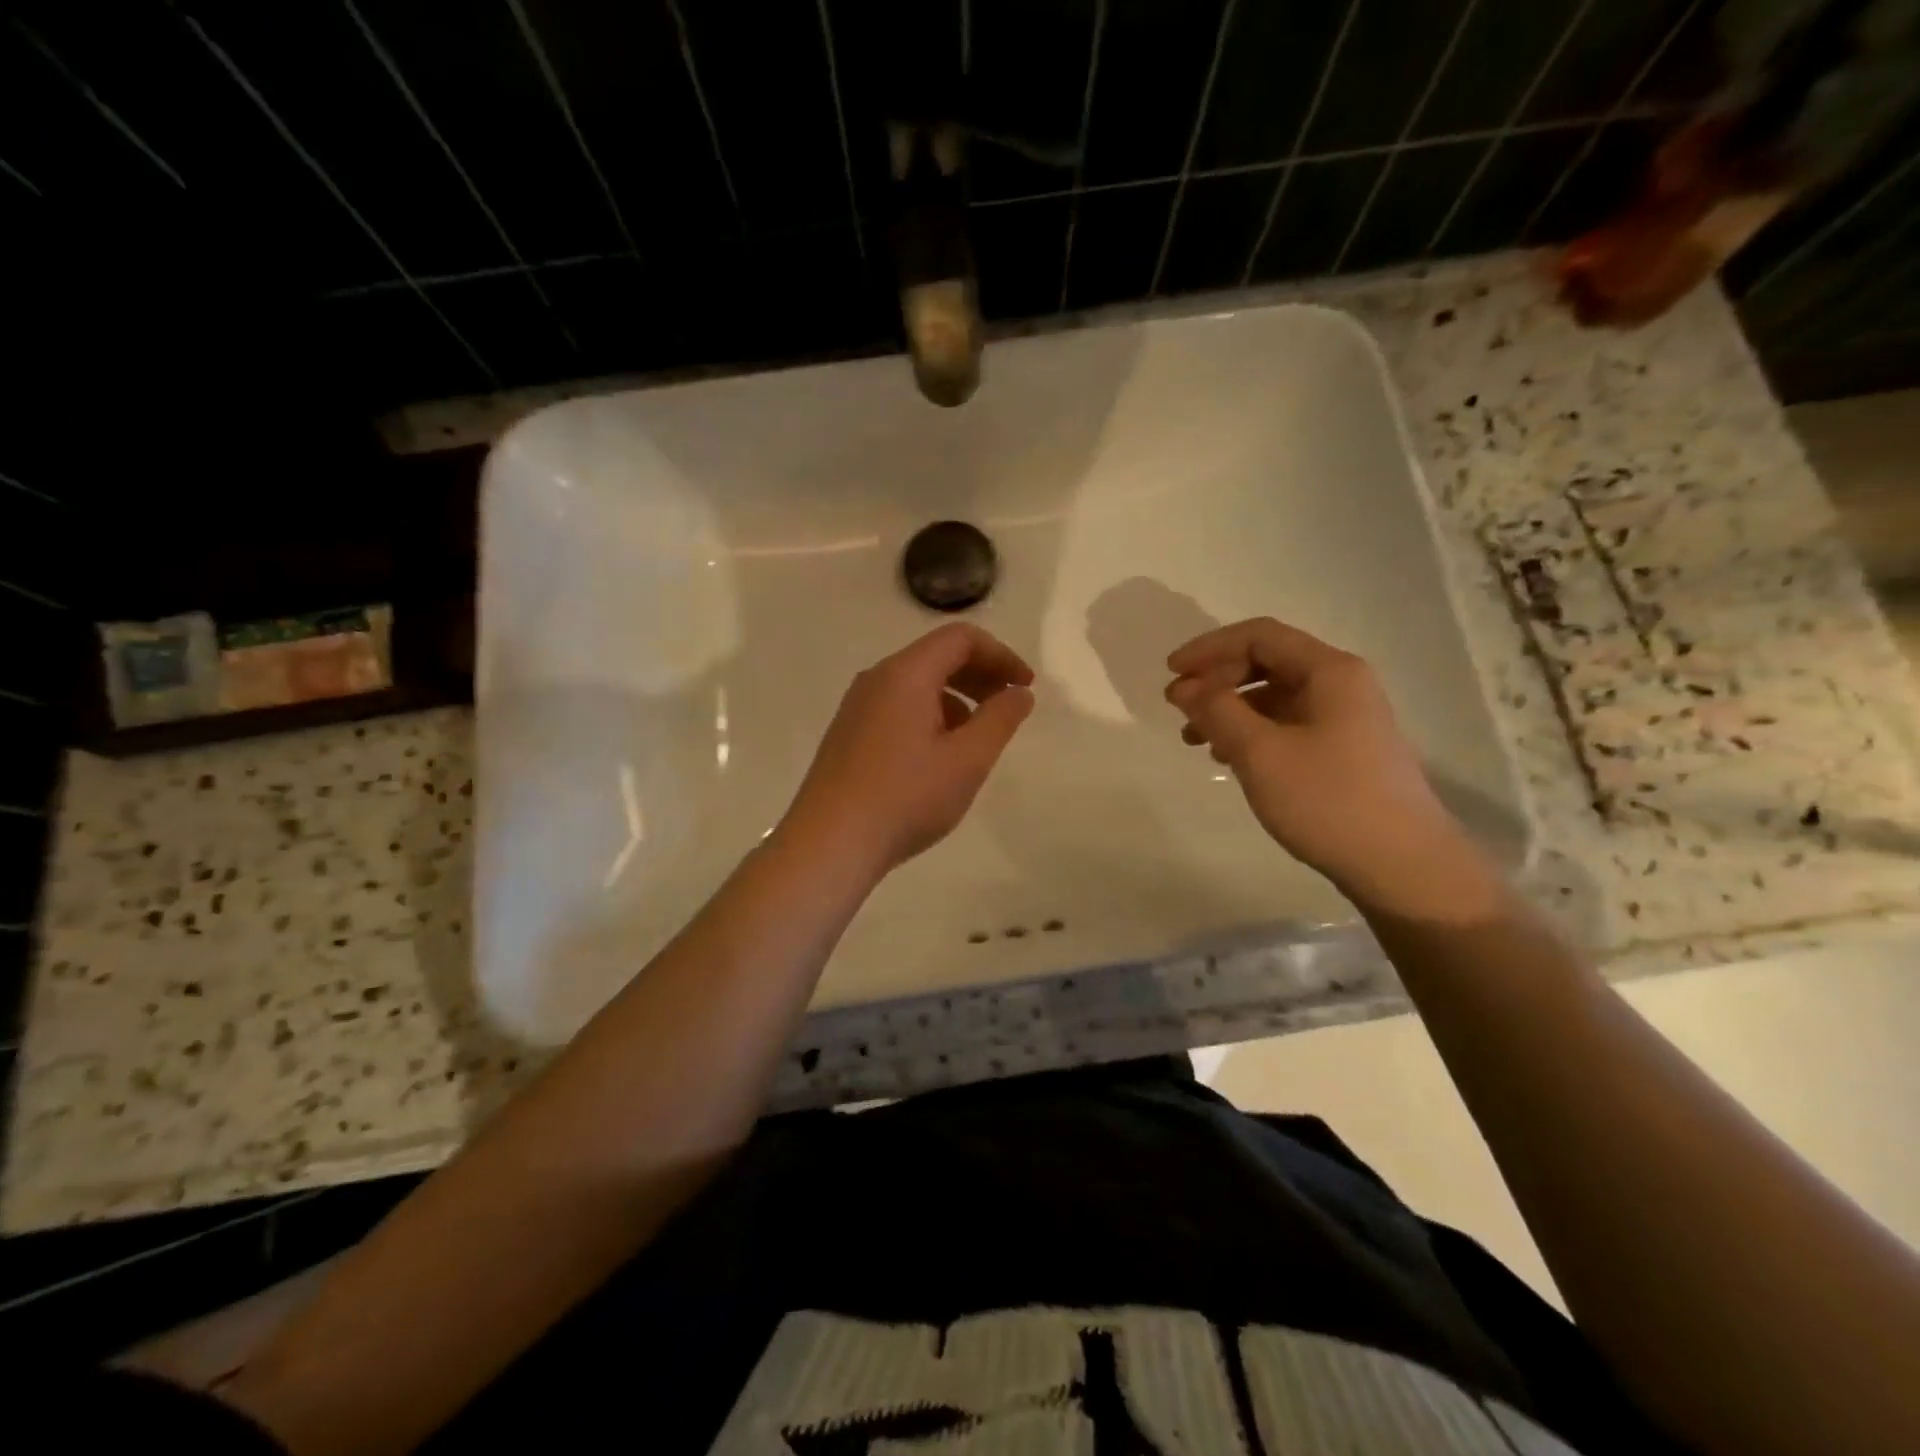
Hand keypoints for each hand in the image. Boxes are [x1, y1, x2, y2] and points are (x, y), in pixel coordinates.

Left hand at [781, 623, 1034, 879]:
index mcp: (905, 674)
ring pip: (916, 684)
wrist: (830, 843)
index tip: (1025, 688)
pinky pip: (897, 708)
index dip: (1001, 655)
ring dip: (956, 699)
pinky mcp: (847, 735)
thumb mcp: (968, 760)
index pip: (960, 638)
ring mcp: (856, 707)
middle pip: (937, 656)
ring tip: (976, 740)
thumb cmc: (906, 797)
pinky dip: (929, 717)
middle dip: (980, 675)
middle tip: (1008, 709)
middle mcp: (876, 679)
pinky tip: (938, 758)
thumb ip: (1000, 719)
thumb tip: (1018, 693)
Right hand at [1165, 618, 1497, 916]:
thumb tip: (1185, 687)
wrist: (1402, 866)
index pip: (1259, 636)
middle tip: (1179, 708)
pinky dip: (1252, 732)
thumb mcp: (1260, 753)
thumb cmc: (1328, 800)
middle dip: (1217, 680)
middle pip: (1268, 662)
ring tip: (1195, 738)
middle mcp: (1342, 684)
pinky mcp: (1344, 750)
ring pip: (1275, 696)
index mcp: (1329, 671)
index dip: (1209, 648)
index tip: (1170, 673)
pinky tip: (1229, 758)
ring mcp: (1346, 719)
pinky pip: (1288, 724)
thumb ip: (1217, 711)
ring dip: (1230, 708)